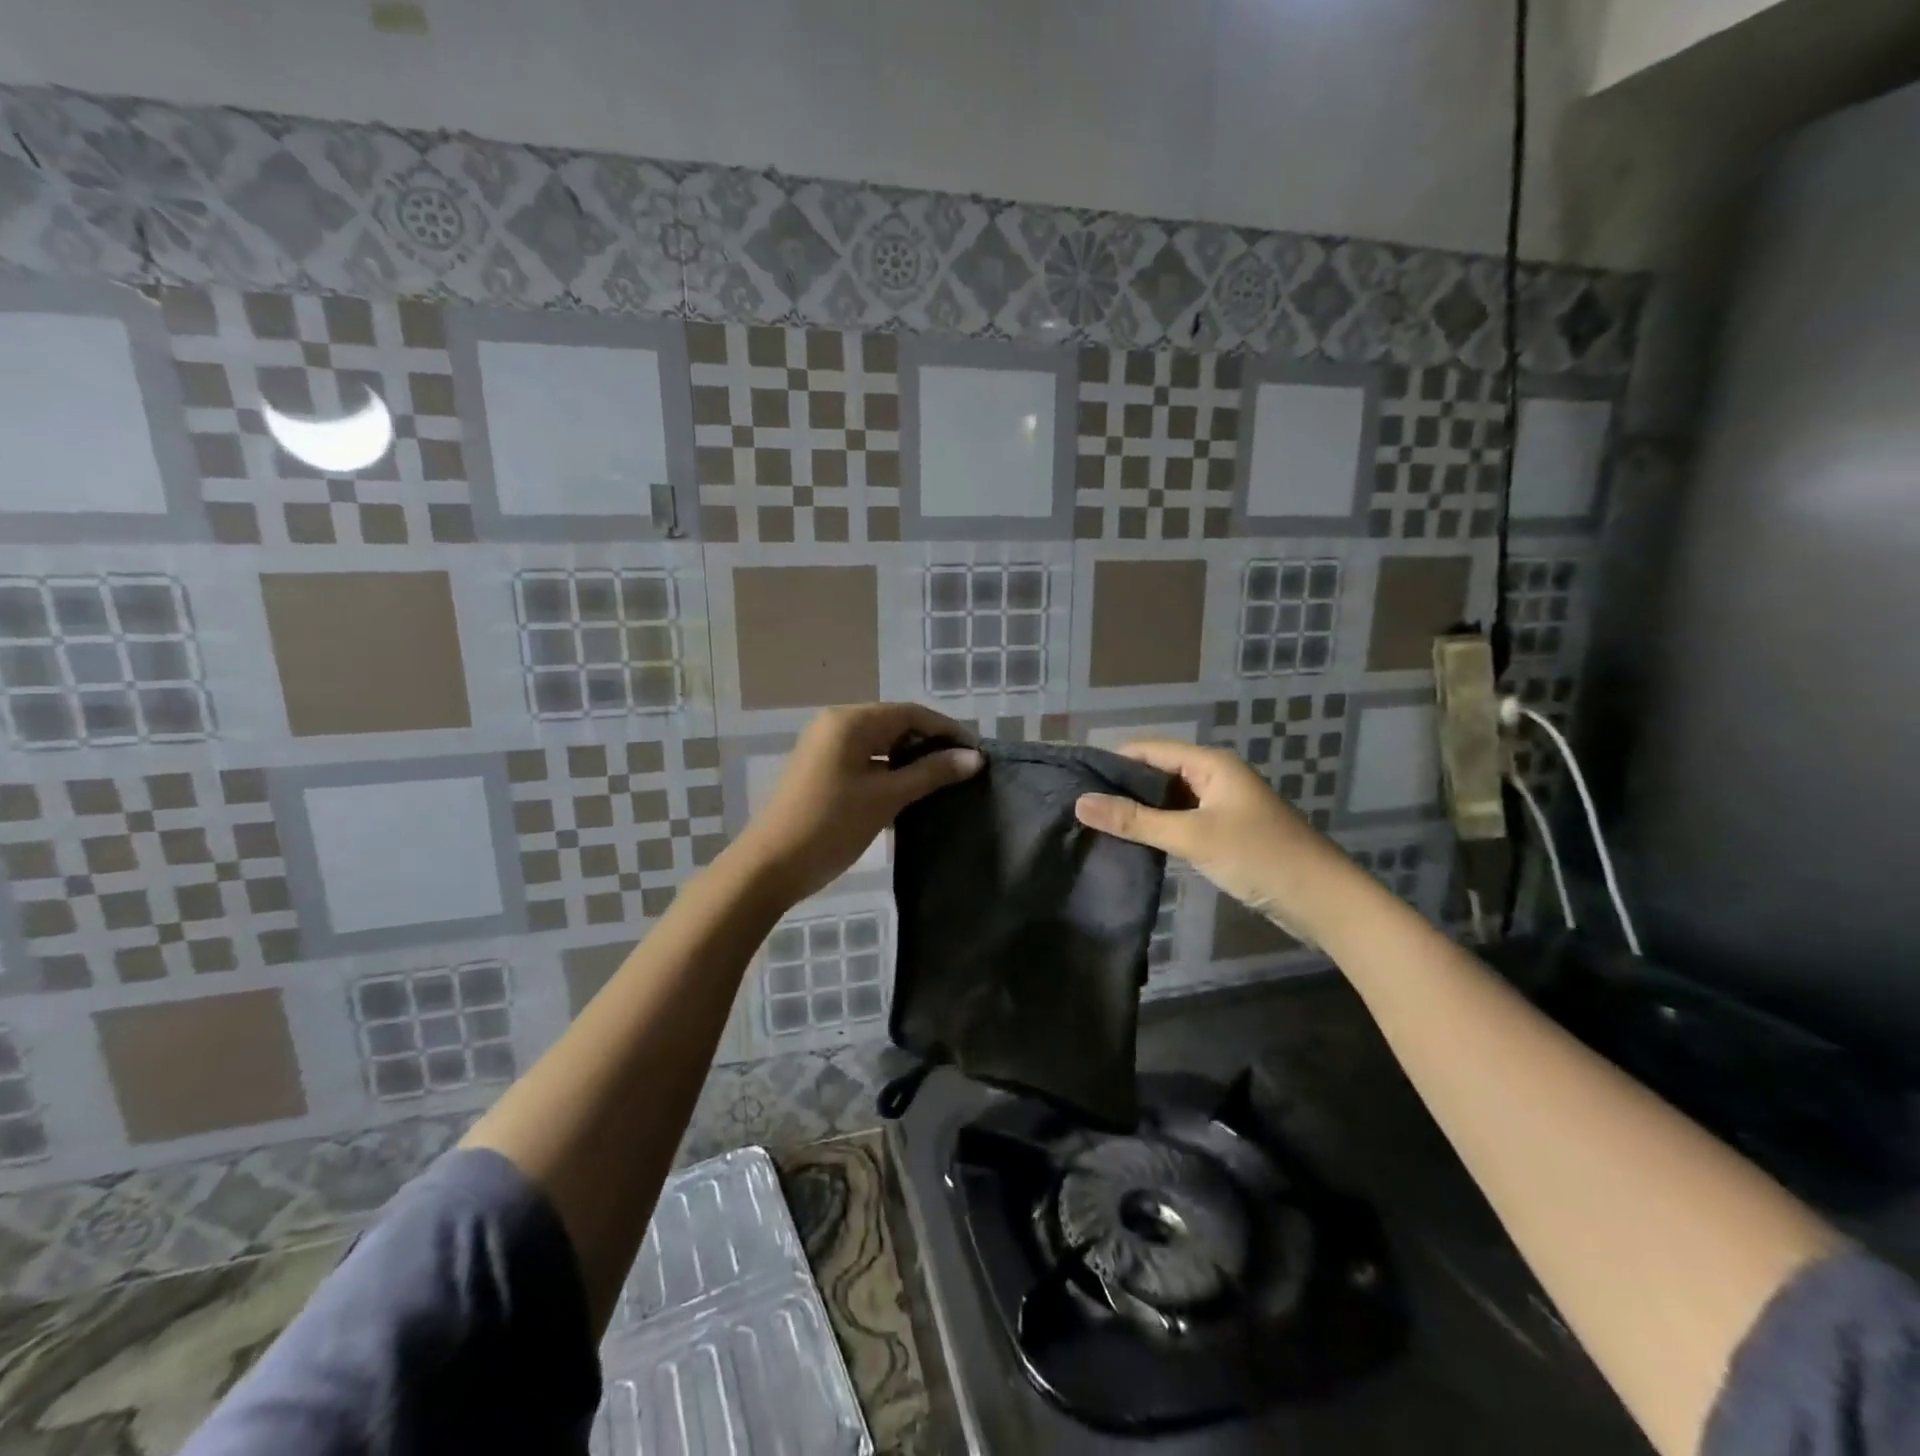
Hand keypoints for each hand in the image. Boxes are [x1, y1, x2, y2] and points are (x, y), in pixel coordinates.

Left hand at [736, 703, 982, 905]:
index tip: (977, 753)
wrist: (771, 866)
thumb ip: (931, 773)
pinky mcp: (822, 770)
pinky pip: (866, 760)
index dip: (947, 730)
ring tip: (944, 782)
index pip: (911, 713)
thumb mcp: (886, 797)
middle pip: (895, 724)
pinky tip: (911, 793)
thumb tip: (975, 758)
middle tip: (964, 769)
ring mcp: (826, 748)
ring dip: (911, 760)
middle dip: (930, 744)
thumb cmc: (831, 825)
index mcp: (851, 721)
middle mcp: (837, 724)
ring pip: (881, 744)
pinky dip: (890, 772)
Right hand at [1074, 740, 1365, 946]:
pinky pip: (1182, 820)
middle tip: (1079, 807)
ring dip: (1140, 810)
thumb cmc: (1258, 856)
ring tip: (1097, 824)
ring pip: (1169, 799)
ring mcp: (1221, 805)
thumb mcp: (1192, 836)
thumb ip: (1136, 821)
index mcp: (1210, 764)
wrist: (1322, 900)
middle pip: (1157, 772)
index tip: (1074, 780)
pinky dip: (1159, 828)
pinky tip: (1133, 842)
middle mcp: (1214, 776)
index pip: (1149, 750)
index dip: (1112, 762)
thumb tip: (1081, 803)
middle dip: (1122, 787)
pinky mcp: (1225, 831)